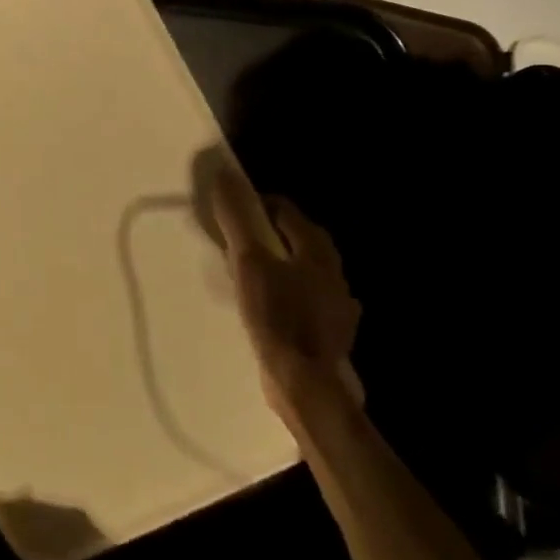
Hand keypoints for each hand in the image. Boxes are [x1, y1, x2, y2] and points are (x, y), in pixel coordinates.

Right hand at [206, 162, 363, 438]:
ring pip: (303, 271)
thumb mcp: (249, 262)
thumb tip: (223, 175)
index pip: (285, 210)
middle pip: (298, 239)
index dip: (256, 204)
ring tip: (248, 273)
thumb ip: (237, 219)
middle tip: (236, 241)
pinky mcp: (330, 333)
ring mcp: (336, 305)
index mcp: (317, 249)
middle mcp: (333, 272)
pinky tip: (270, 308)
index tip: (230, 213)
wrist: (306, 383)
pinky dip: (287, 296)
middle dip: (268, 234)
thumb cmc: (277, 315)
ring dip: (279, 265)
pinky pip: (305, 301)